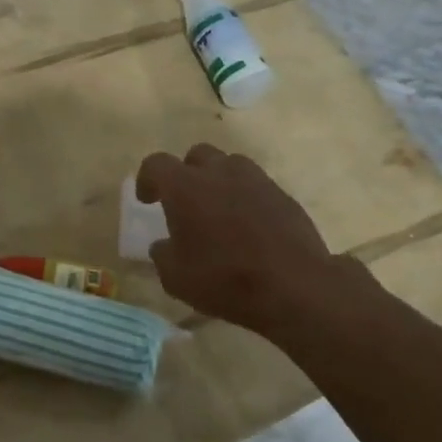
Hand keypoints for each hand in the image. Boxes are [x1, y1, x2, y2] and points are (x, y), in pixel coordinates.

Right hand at [136, 144, 372, 334]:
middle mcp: (219, 172)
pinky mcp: (282, 195)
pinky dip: (246, 198)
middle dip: (186, 173)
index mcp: (185, 186)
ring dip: (218, 180)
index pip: (156, 164)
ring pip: (230, 165)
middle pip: (197, 155)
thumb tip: (164, 245)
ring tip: (218, 210)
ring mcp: (255, 180)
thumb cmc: (224, 279)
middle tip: (185, 202)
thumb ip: (163, 254)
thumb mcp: (176, 278)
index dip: (147, 179)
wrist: (294, 286)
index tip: (148, 200)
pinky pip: (256, 186)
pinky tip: (248, 226)